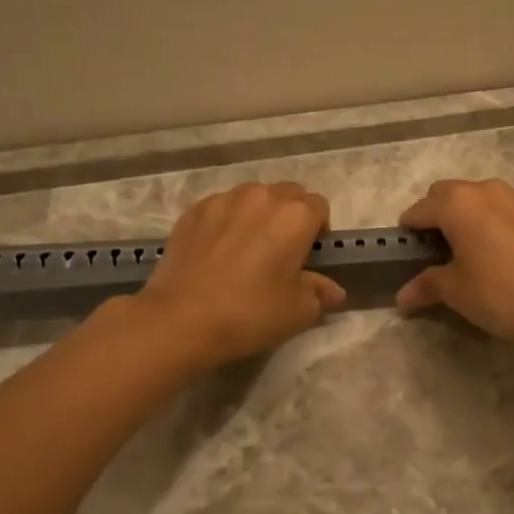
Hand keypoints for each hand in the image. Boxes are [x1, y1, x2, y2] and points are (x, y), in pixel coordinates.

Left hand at [136, 182, 344, 367]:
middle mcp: (262, 196)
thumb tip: (333, 290)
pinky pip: (221, 207)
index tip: (307, 257)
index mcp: (295, 215)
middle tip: (280, 252)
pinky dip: (226, 221)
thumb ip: (319, 293)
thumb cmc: (249, 314)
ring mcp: (223, 199)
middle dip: (289, 216)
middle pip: (287, 194)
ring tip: (246, 248)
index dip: (318, 230)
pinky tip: (216, 252)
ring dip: (257, 214)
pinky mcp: (193, 210)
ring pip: (252, 197)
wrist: (180, 319)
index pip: (319, 207)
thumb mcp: (297, 312)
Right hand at [395, 179, 513, 347]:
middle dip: (435, 217)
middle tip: (434, 252)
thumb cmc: (501, 293)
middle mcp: (485, 190)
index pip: (419, 210)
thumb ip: (426, 286)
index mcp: (457, 203)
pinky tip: (499, 251)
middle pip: (447, 195)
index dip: (408, 231)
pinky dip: (493, 221)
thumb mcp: (456, 292)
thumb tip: (401, 299)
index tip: (406, 254)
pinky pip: (504, 209)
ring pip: (478, 199)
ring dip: (466, 216)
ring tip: (467, 251)